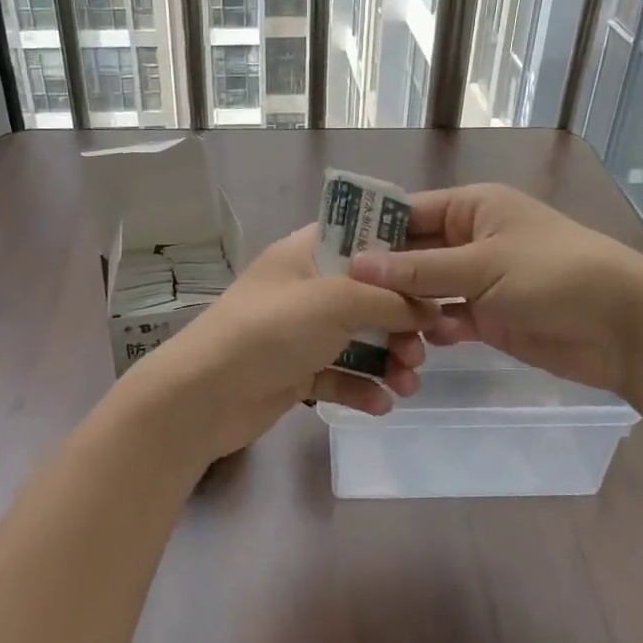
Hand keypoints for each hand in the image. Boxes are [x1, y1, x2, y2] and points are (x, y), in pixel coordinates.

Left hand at [117, 226, 440, 463]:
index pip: (363, 237)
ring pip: (359, 339)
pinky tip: (381, 405)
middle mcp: (307, 288)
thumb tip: (428, 308)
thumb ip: (388, 299)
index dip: (401, 252)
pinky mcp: (296, 372)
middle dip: (401, 322)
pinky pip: (341, 375)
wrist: (203, 396)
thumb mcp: (335, 300)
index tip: (439, 274)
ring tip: (408, 384)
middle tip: (424, 348)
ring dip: (389, 360)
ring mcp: (300, 332)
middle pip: (369, 295)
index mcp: (308, 253)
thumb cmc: (270, 330)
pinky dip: (362, 388)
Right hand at [347, 183, 642, 397]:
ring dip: (405, 308)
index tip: (330, 256)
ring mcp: (480, 280)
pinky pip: (447, 319)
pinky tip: (417, 347)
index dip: (371, 231)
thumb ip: (420, 269)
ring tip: (371, 328)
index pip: (409, 212)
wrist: (625, 327)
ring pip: (427, 290)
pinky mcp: (490, 317)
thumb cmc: (555, 275)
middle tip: (339, 300)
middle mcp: (472, 239)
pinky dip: (433, 331)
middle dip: (384, 275)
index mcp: (473, 208)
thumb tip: (357, 266)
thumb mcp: (484, 265)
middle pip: (414, 253)